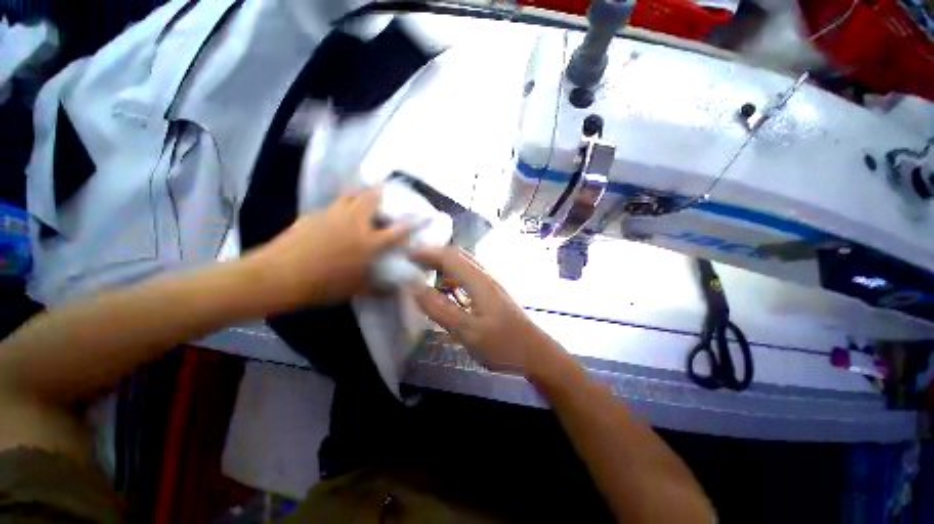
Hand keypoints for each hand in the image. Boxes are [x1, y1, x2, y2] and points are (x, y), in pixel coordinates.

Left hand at [247, 188, 409, 310]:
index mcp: (368, 242)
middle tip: (386, 193)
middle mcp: (354, 223)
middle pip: (372, 198)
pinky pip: (333, 205)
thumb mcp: (354, 290)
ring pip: (351, 195)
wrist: (276, 277)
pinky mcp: (313, 215)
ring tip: (364, 198)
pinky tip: (338, 216)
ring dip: (361, 194)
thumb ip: (378, 288)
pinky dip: (342, 205)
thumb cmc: (321, 286)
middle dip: (382, 192)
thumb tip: (395, 290)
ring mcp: (332, 215)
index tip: (424, 215)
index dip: (413, 221)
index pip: (398, 229)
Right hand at [410, 247, 558, 373]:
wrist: (535, 353)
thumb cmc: (503, 345)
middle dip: (433, 256)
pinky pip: (468, 278)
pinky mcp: (492, 293)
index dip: (426, 253)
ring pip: (463, 266)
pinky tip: (446, 292)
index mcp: (479, 281)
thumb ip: (440, 309)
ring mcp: (490, 284)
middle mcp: (485, 276)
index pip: (449, 256)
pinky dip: (452, 279)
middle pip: (457, 256)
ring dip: (443, 266)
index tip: (406, 258)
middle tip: (412, 265)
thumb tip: (414, 288)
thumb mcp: (468, 331)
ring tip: (424, 276)